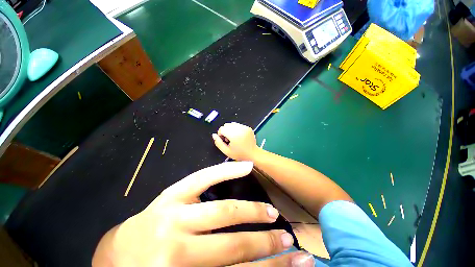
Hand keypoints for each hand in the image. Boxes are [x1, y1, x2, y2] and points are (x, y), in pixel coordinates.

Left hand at [92, 161, 313, 266]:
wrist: (119, 251)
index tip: (295, 264)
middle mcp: (177, 251)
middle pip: (233, 247)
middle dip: (266, 244)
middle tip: (288, 239)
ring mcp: (174, 215)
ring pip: (224, 212)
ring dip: (253, 213)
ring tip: (272, 213)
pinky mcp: (173, 193)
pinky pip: (205, 178)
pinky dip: (227, 172)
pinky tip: (246, 168)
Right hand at [212, 122, 259, 160]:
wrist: (253, 154)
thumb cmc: (240, 154)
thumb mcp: (226, 151)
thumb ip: (218, 143)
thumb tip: (214, 135)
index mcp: (234, 135)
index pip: (222, 128)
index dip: (220, 134)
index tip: (224, 140)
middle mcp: (240, 129)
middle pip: (227, 125)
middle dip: (225, 131)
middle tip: (229, 140)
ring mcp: (245, 128)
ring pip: (232, 124)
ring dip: (231, 130)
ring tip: (234, 138)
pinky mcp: (248, 127)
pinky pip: (239, 125)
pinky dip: (236, 129)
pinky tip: (239, 136)